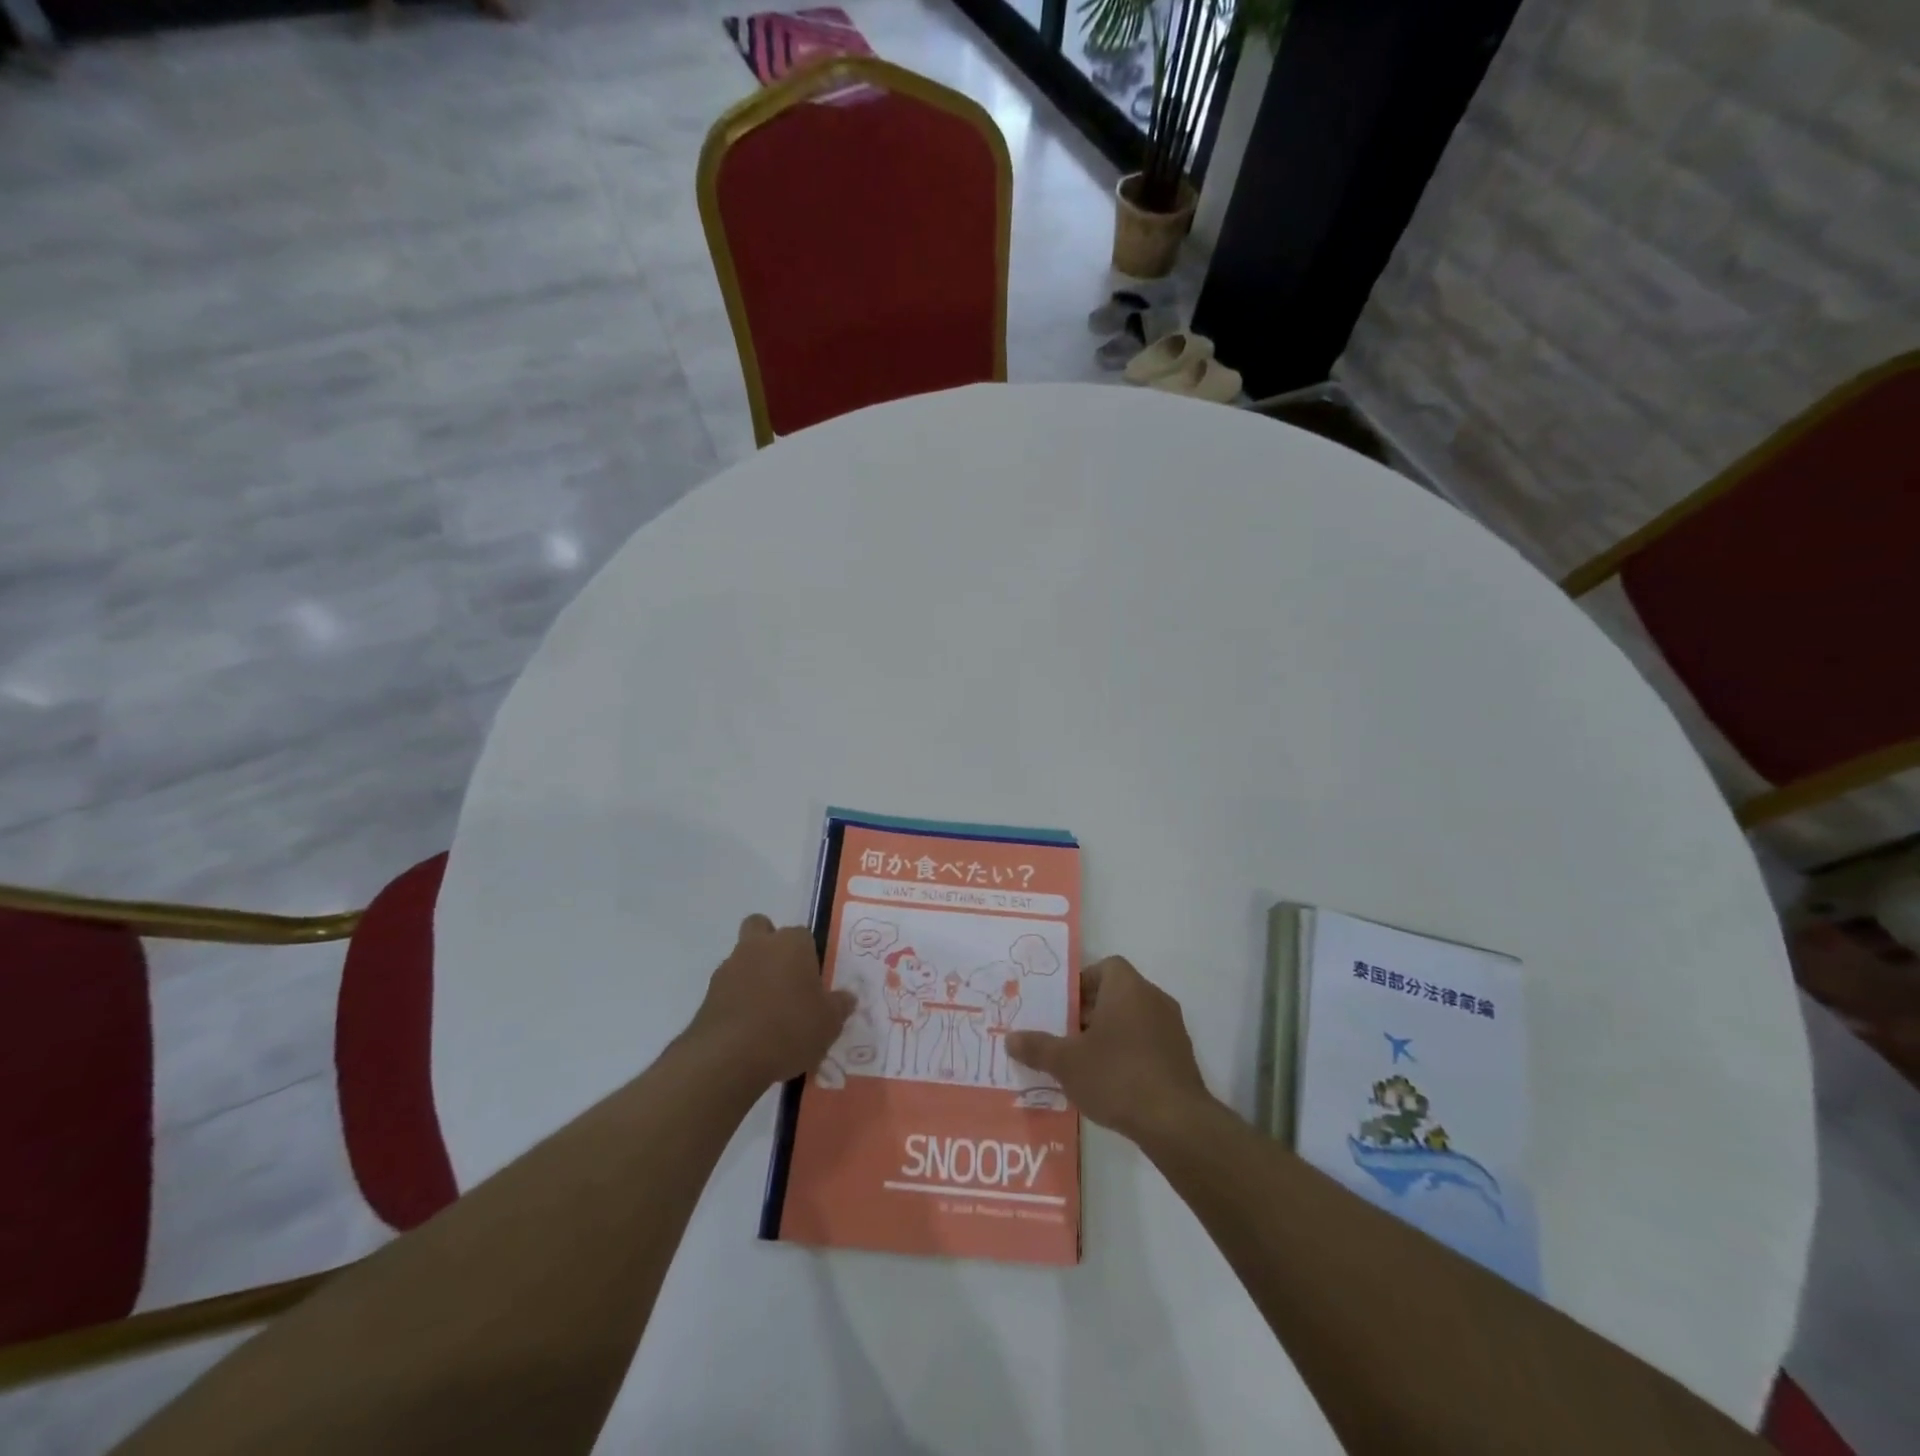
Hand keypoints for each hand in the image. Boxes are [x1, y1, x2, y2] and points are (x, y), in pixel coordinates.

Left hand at [688, 915, 855, 1086]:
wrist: (728, 1057)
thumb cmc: (789, 1029)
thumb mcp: (829, 1023)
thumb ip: (839, 1006)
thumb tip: (847, 998)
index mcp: (791, 944)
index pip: (804, 936)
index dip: (809, 956)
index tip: (813, 982)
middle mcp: (758, 946)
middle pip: (761, 928)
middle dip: (770, 946)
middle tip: (785, 979)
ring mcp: (729, 968)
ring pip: (742, 959)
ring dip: (753, 976)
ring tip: (767, 1014)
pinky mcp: (708, 995)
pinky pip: (728, 989)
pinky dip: (737, 1001)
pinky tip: (749, 1030)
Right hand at [1005, 956, 1211, 1142]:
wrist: (1175, 1122)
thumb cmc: (1117, 1076)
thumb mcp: (1067, 1062)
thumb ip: (1037, 1047)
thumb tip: (1010, 1039)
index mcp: (1127, 987)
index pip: (1105, 967)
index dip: (1082, 982)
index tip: (1063, 1007)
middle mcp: (1154, 998)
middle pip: (1117, 993)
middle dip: (1090, 1012)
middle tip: (1065, 1035)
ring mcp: (1172, 1028)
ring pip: (1133, 1019)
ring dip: (1110, 1034)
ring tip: (1084, 1061)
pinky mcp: (1182, 1057)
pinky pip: (1149, 1043)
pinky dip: (1130, 1054)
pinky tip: (1112, 1082)